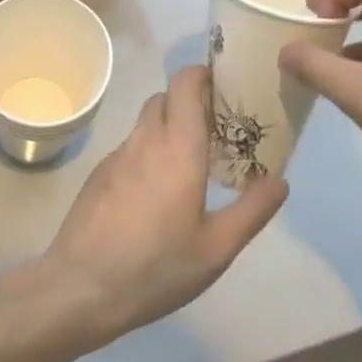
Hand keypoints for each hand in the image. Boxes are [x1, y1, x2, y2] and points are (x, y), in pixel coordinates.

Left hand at [33, 65, 287, 355]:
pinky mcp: (98, 175)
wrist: (81, 286)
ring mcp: (116, 156)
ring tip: (191, 164)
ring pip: (145, 123)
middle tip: (216, 131)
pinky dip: (148, 152)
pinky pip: (130, 148)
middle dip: (189, 103)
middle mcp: (144, 140)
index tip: (224, 88)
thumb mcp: (217, 248)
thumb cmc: (156, 266)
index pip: (184, 83)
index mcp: (177, 147)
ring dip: (168, 128)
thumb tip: (280, 179)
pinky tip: (157, 193)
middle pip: (165, 98)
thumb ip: (252, 210)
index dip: (203, 75)